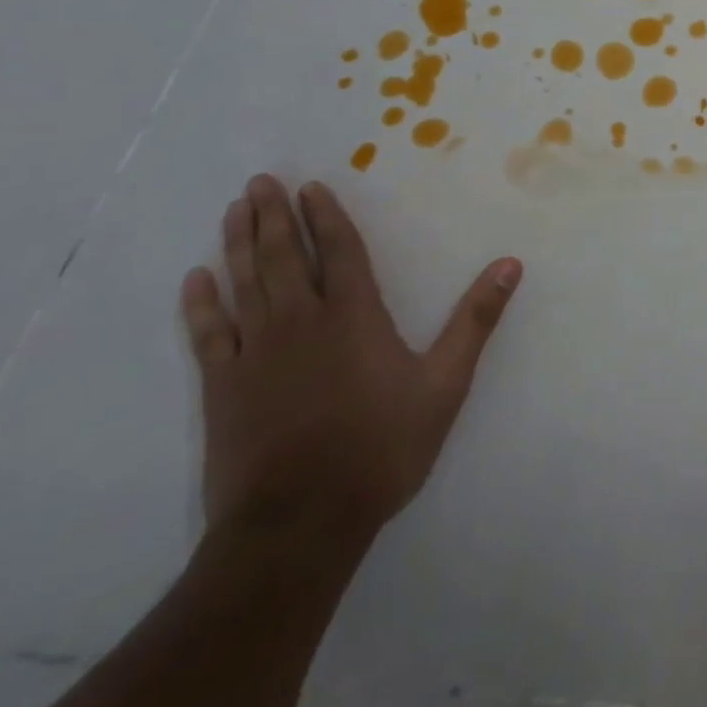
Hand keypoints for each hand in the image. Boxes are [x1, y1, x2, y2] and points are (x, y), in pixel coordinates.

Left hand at [179, 175, 522, 543]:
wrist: (298, 525)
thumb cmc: (380, 447)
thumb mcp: (445, 384)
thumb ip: (476, 320)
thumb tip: (511, 263)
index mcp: (354, 316)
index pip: (339, 251)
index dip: (326, 217)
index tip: (311, 186)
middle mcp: (301, 322)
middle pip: (284, 257)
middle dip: (274, 216)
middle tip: (261, 181)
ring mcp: (256, 354)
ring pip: (244, 284)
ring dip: (239, 243)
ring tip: (235, 209)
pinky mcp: (222, 388)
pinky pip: (208, 334)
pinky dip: (201, 304)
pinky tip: (195, 279)